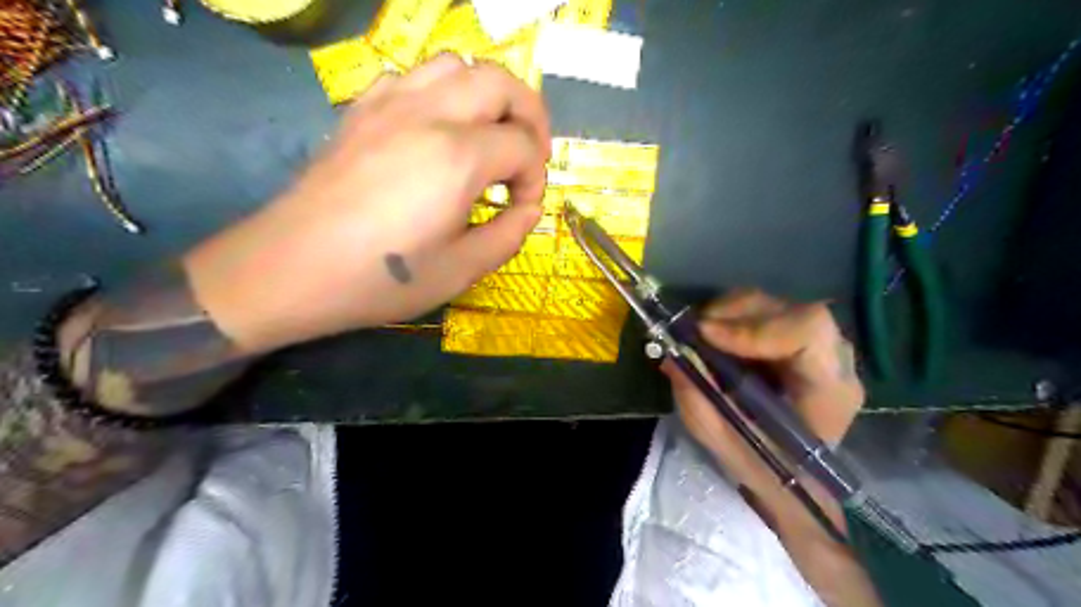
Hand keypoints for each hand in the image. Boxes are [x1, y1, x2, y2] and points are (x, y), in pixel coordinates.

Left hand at [183, 53, 548, 352]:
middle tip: (530, 155)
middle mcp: (428, 114)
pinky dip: (443, 93)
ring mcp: (389, 104)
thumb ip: (508, 236)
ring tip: (489, 135)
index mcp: (457, 158)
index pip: (522, 147)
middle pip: (501, 82)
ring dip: (487, 95)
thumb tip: (529, 209)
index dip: (535, 178)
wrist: (291, 269)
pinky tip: (438, 130)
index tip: (523, 207)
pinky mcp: (362, 110)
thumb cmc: (381, 278)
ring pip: (457, 65)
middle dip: (530, 115)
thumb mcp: (460, 271)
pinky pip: (414, 76)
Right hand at [660, 290, 861, 505]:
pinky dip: (732, 316)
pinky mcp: (799, 339)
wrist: (795, 477)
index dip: (755, 328)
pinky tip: (713, 336)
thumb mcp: (723, 441)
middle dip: (734, 314)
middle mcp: (834, 359)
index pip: (808, 332)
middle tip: (693, 331)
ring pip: (776, 305)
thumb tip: (672, 357)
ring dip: (730, 312)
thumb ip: (698, 400)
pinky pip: (767, 312)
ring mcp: (820, 345)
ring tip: (698, 333)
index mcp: (829, 390)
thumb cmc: (766, 467)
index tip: (707, 336)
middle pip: (789, 310)